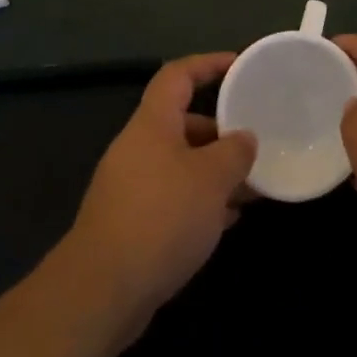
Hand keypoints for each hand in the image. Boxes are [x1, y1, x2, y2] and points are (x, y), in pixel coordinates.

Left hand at [64, 53, 255, 345]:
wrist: (101, 291)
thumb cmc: (162, 217)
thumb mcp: (211, 179)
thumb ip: (235, 152)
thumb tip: (245, 138)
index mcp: (152, 124)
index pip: (178, 75)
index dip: (208, 64)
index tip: (239, 65)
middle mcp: (138, 147)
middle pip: (182, 122)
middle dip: (220, 131)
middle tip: (254, 142)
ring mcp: (131, 186)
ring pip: (181, 164)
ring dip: (214, 171)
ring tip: (251, 186)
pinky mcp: (131, 223)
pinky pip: (173, 197)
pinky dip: (200, 201)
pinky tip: (227, 220)